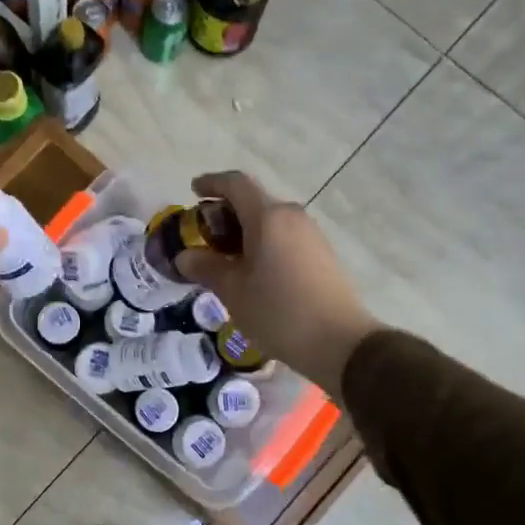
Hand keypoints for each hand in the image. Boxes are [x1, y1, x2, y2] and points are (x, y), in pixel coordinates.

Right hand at [174, 171, 378, 396]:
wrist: (339, 342)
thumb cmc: (278, 312)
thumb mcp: (233, 291)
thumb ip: (206, 268)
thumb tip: (184, 257)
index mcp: (268, 218)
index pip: (235, 184)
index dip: (211, 183)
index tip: (193, 191)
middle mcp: (291, 216)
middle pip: (253, 201)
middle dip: (225, 212)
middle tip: (203, 236)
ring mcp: (310, 234)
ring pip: (269, 220)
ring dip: (244, 230)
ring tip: (225, 258)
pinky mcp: (321, 253)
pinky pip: (284, 236)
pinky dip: (262, 242)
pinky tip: (252, 270)